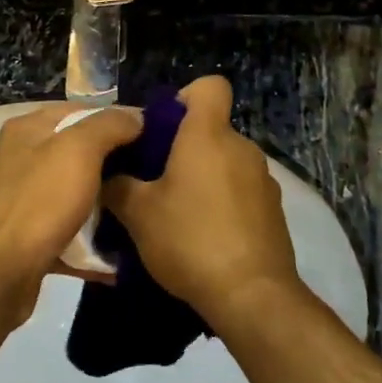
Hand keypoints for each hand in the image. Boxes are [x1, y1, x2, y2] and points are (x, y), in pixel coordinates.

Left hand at [0, 104, 142, 326]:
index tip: (158, 140)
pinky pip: (71, 235)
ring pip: (78, 196)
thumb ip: (110, 125)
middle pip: (81, 154)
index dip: (120, 122)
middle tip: (156, 179)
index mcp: (29, 129)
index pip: (83, 112)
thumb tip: (137, 118)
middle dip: (118, 166)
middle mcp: (23, 160)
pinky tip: (124, 256)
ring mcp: (25, 201)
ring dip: (109, 208)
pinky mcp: (30, 240)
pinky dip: (94, 245)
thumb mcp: (79, 150)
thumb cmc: (38, 202)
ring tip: (146, 216)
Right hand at [101, 77, 300, 326]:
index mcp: (208, 135)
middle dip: (183, 148)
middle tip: (154, 180)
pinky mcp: (273, 211)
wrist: (252, 296)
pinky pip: (241, 191)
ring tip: (177, 214)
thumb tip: (108, 176)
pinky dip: (222, 203)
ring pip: (225, 162)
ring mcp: (263, 180)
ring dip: (203, 177)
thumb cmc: (190, 239)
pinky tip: (204, 237)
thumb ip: (117, 186)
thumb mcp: (137, 214)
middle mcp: (241, 148)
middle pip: (211, 129)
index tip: (162, 127)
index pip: (210, 86)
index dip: (185, 97)